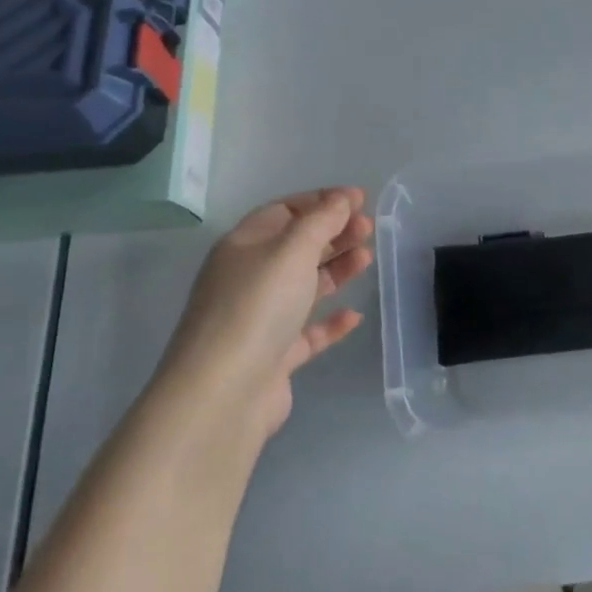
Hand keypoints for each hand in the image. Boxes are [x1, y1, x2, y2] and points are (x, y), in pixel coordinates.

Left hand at [163, 187, 373, 440]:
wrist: (223, 393)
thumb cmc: (257, 307)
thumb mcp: (292, 251)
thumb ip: (321, 221)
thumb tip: (341, 199)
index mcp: (243, 246)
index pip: (284, 211)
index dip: (321, 202)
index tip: (359, 199)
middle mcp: (247, 279)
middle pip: (295, 247)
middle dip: (332, 233)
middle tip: (368, 229)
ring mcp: (259, 319)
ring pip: (303, 286)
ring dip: (335, 270)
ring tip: (367, 259)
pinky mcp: (273, 356)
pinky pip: (307, 332)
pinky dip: (330, 322)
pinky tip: (354, 316)